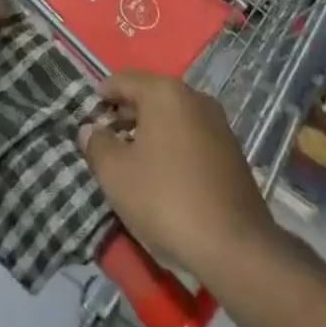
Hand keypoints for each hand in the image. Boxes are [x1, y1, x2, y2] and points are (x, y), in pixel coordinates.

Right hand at [79, 72, 277, 278]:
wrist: (235, 246)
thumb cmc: (166, 199)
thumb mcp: (116, 174)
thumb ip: (97, 145)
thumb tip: (90, 129)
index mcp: (164, 92)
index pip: (125, 80)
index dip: (104, 93)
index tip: (90, 110)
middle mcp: (194, 97)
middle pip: (151, 96)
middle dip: (127, 113)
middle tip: (107, 136)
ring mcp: (218, 124)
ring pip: (173, 117)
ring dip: (151, 130)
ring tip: (133, 158)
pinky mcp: (233, 152)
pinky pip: (192, 137)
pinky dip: (174, 145)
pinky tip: (165, 174)